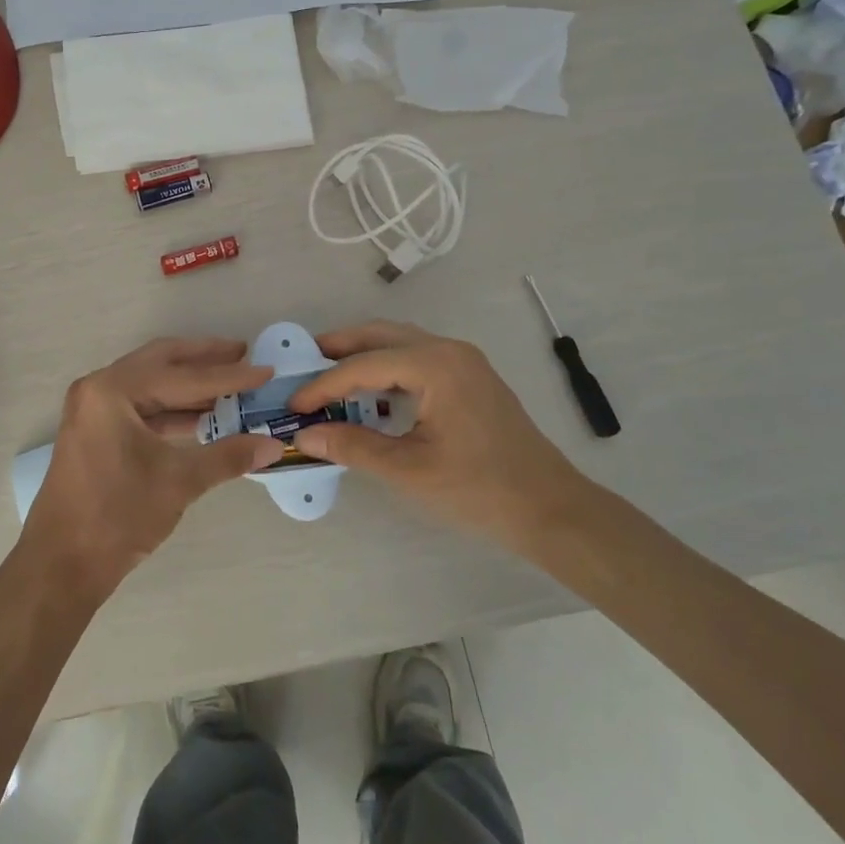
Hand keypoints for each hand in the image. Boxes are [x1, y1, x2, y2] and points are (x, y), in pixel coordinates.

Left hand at [20, 338, 285, 602]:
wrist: (61, 565)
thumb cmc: (117, 516)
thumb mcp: (179, 482)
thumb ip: (228, 456)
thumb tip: (273, 445)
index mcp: (113, 390)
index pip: (182, 375)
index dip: (229, 375)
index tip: (265, 369)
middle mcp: (98, 388)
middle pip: (161, 362)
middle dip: (204, 359)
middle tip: (244, 354)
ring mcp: (93, 409)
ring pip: (151, 384)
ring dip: (190, 385)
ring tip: (232, 384)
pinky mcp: (95, 431)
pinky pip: (141, 407)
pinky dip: (173, 409)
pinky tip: (204, 417)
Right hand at [289, 321, 596, 551]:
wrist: (551, 508)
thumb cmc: (479, 489)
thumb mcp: (409, 470)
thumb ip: (353, 447)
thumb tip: (303, 435)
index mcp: (435, 365)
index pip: (364, 365)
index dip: (323, 384)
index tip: (294, 404)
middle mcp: (449, 351)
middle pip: (382, 335)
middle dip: (340, 347)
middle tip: (303, 363)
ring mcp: (464, 362)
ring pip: (401, 343)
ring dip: (364, 355)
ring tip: (329, 374)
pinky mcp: (471, 378)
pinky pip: (418, 358)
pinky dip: (388, 367)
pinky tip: (371, 392)